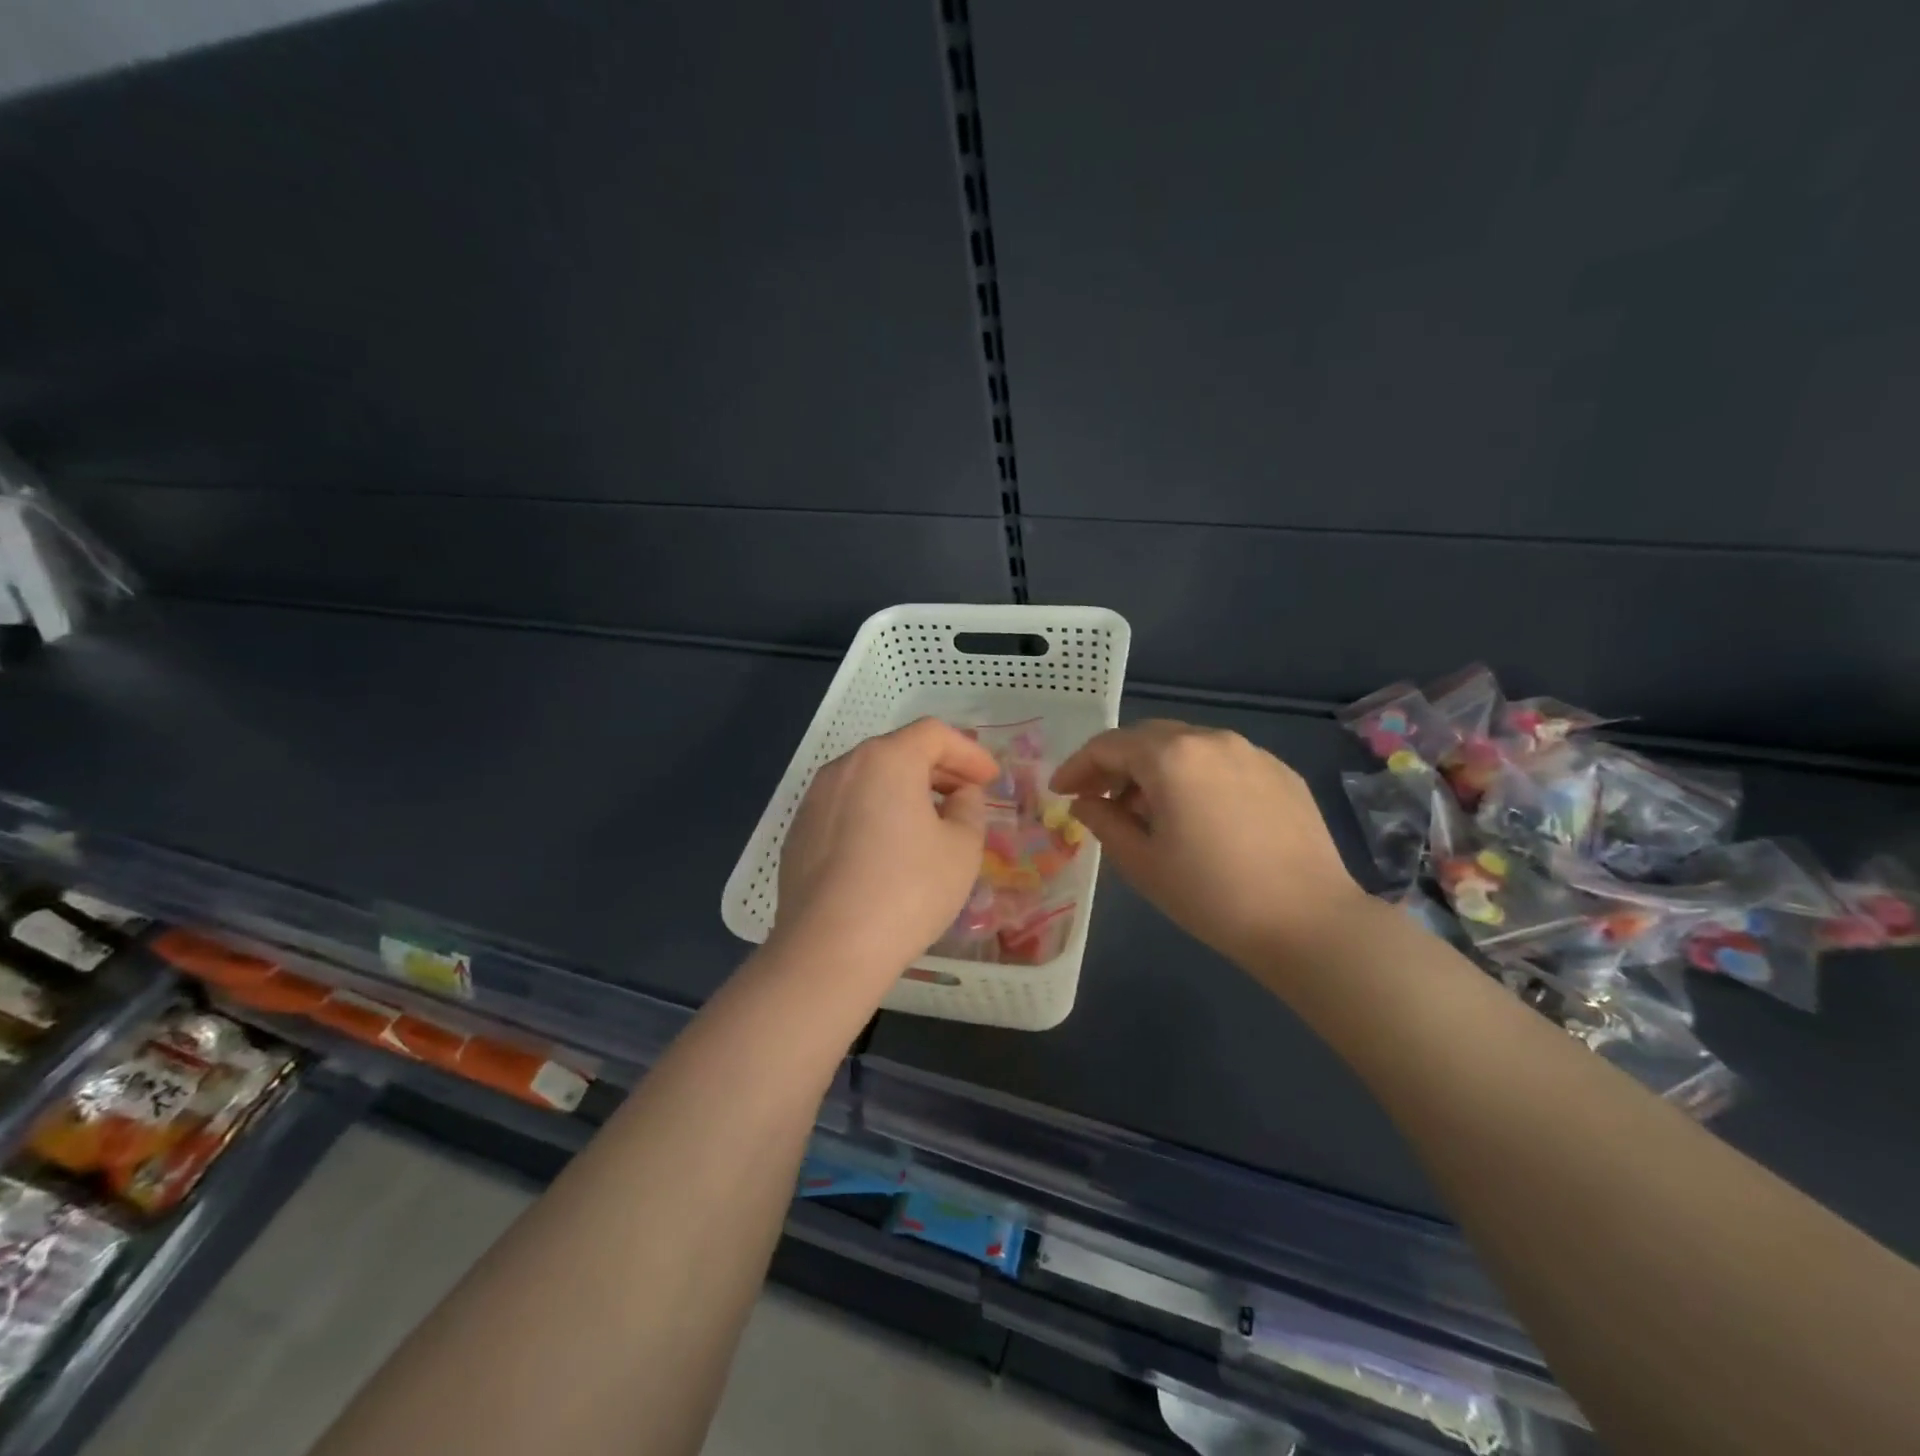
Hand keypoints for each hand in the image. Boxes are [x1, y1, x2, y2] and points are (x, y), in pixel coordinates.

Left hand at [770, 717, 998, 989]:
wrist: (830, 948)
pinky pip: (846, 808)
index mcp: (886, 760)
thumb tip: (960, 796)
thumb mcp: (961, 848)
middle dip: (938, 769)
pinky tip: (888, 850)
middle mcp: (845, 767)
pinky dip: (874, 813)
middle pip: (898, 751)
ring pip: (869, 780)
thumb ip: (969, 808)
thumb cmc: (908, 890)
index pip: (934, 734)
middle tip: (967, 796)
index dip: (968, 752)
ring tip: (930, 822)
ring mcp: (815, 800)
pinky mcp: (799, 833)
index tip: (990, 778)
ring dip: (904, 791)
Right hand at [1051, 720, 1365, 968]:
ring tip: (1146, 811)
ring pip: (1186, 746)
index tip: (1060, 792)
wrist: (1308, 921)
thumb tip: (1085, 802)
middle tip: (1097, 798)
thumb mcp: (1142, 863)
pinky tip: (1197, 815)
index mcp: (1172, 756)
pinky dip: (1195, 776)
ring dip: (1155, 769)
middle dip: (1115, 764)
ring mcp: (1252, 752)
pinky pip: (1222, 762)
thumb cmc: (1212, 895)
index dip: (1077, 766)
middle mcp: (1211, 739)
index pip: (1108, 746)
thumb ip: (1104, 822)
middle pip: (1147, 737)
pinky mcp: (1280, 772)